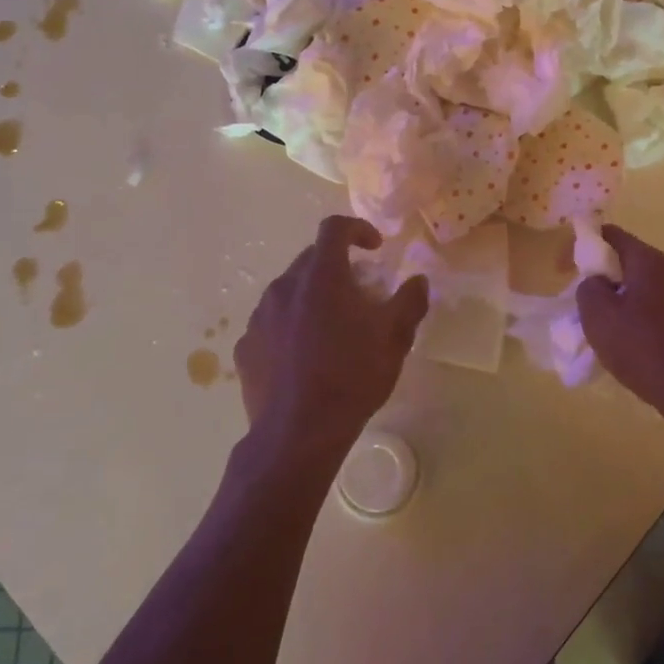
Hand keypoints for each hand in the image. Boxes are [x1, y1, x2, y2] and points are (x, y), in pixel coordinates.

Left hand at [234, 216, 429, 460]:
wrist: (297, 434)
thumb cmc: (351, 377)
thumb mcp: (394, 338)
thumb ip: (410, 301)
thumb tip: (418, 280)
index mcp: (321, 276)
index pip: (334, 228)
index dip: (357, 229)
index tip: (374, 248)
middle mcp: (284, 287)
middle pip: (311, 259)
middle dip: (337, 268)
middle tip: (360, 295)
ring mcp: (260, 317)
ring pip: (289, 291)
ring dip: (311, 298)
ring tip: (331, 329)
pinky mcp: (245, 346)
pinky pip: (271, 323)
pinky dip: (289, 327)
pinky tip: (303, 357)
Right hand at [576, 225, 663, 433]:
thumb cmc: (647, 351)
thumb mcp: (599, 319)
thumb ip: (588, 289)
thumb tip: (597, 282)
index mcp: (650, 261)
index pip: (611, 234)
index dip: (583, 246)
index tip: (565, 270)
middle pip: (631, 263)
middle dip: (606, 280)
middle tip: (589, 309)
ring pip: (649, 290)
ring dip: (628, 303)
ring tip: (615, 336)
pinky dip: (648, 322)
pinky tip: (642, 351)